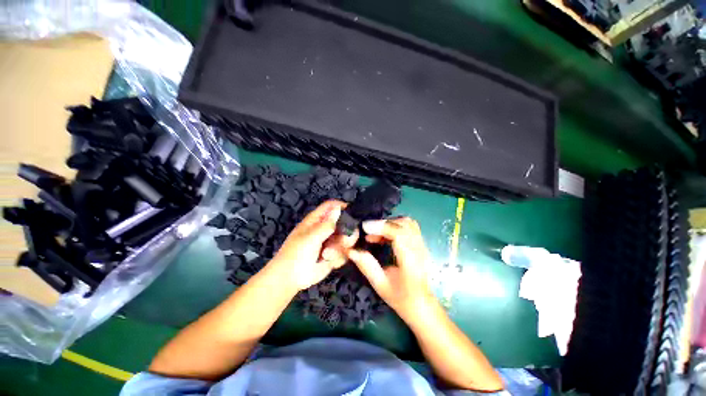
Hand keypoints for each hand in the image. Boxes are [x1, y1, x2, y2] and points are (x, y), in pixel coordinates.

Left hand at [269, 200, 357, 291]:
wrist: (291, 278)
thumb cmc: (296, 254)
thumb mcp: (311, 237)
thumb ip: (327, 224)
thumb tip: (338, 208)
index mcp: (317, 220)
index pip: (332, 206)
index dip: (342, 207)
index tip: (354, 214)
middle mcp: (326, 229)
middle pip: (345, 223)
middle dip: (347, 233)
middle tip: (343, 241)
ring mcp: (331, 242)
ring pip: (347, 239)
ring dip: (340, 248)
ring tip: (327, 255)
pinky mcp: (334, 254)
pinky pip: (344, 252)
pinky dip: (338, 258)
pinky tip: (328, 261)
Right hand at [347, 217, 433, 319]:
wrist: (422, 304)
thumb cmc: (400, 297)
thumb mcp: (380, 284)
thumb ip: (366, 265)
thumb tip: (350, 250)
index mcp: (410, 262)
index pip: (399, 235)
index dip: (382, 227)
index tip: (365, 227)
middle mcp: (419, 250)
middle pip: (404, 225)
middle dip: (383, 224)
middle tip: (368, 231)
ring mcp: (423, 245)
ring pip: (408, 223)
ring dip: (390, 223)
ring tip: (376, 233)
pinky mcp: (421, 243)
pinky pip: (409, 226)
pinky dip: (395, 225)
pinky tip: (385, 235)